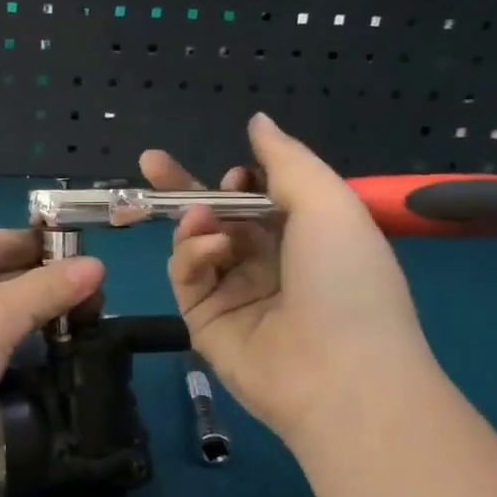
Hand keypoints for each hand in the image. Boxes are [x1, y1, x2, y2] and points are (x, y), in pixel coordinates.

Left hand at [0, 230, 103, 483]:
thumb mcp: (0, 318)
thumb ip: (49, 288)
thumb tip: (98, 264)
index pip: (5, 238)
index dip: (52, 255)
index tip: (96, 276)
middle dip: (39, 288)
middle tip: (89, 310)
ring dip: (19, 315)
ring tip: (67, 329)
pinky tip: (22, 350)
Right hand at [140, 114, 439, 449]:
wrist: (341, 375)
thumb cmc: (346, 278)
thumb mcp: (328, 204)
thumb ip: (286, 159)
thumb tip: (257, 121)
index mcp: (304, 238)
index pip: (259, 201)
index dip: (241, 182)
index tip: (234, 172)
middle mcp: (267, 264)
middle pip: (216, 218)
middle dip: (185, 190)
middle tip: (150, 162)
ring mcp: (234, 294)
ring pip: (195, 243)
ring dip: (195, 222)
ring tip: (203, 219)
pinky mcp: (204, 320)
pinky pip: (186, 275)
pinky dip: (191, 254)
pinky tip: (210, 249)